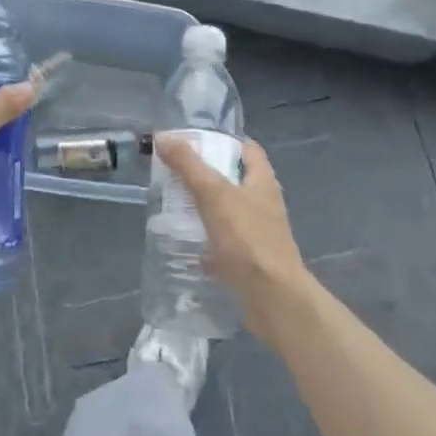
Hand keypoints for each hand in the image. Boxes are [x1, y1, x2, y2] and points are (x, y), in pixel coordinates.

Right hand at [157, 133, 311, 345]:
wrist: (273, 299)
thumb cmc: (248, 238)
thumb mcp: (214, 194)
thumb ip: (188, 165)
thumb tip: (162, 136)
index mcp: (262, 181)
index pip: (247, 149)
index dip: (223, 141)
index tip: (194, 142)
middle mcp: (264, 204)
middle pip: (235, 180)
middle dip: (207, 176)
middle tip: (175, 173)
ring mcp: (259, 234)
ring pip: (228, 213)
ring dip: (205, 209)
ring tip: (174, 206)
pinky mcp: (251, 261)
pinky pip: (225, 245)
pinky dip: (206, 243)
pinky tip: (185, 246)